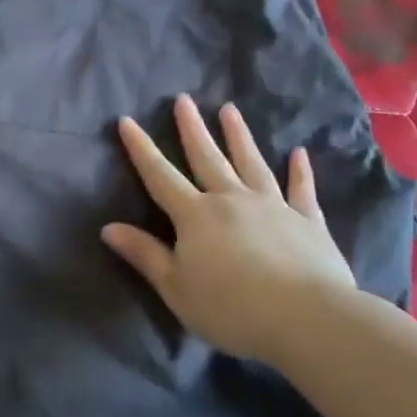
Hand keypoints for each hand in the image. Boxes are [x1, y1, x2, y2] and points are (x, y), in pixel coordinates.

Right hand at [102, 94, 358, 364]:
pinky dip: (300, 171)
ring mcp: (273, 206)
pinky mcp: (308, 220)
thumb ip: (145, 255)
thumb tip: (108, 228)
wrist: (305, 317)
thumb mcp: (176, 288)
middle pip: (207, 157)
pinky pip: (301, 189)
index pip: (160, 176)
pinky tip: (299, 153)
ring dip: (239, 136)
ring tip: (230, 109)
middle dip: (192, 128)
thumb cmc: (231, 308)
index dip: (141, 149)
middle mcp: (232, 199)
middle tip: (184, 98)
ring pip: (251, 163)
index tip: (127, 120)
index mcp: (196, 216)